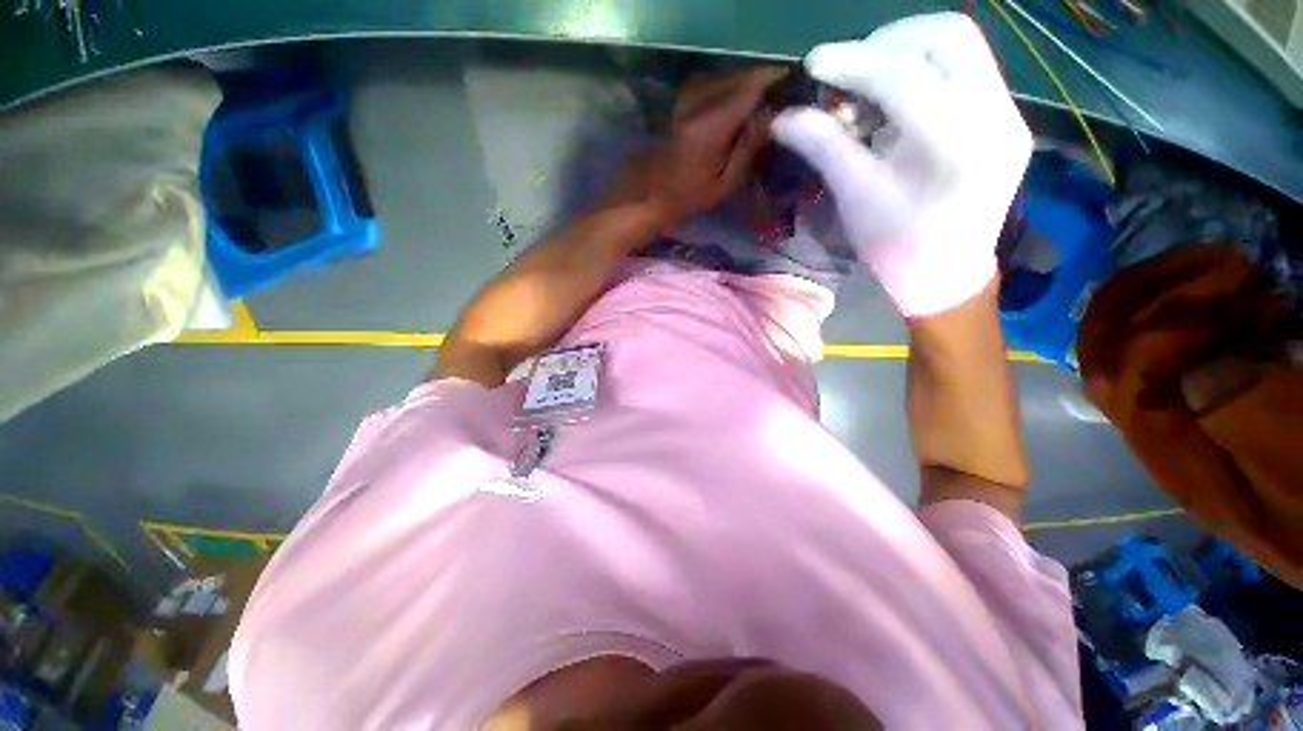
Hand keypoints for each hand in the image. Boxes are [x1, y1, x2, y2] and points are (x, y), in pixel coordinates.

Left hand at [611, 67, 787, 230]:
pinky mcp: (677, 104)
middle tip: (774, 104)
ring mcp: (683, 100)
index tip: (789, 93)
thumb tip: (771, 117)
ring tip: (755, 110)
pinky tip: (730, 111)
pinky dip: (725, 92)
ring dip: (741, 88)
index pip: (751, 88)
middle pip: (738, 78)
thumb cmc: (686, 199)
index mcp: (711, 125)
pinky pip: (708, 86)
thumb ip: (748, 149)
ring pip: (722, 79)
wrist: (645, 197)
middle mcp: (697, 102)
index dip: (774, 84)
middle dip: (760, 85)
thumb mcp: (723, 184)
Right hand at [771, 13, 1032, 316]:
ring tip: (870, 89)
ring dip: (906, 53)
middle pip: (947, 36)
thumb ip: (823, 147)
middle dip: (888, 42)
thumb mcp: (855, 197)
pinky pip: (967, 71)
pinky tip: (898, 105)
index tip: (815, 64)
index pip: (905, 76)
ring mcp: (1009, 115)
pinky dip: (925, 72)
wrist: (945, 276)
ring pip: (961, 46)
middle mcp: (995, 116)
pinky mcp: (1008, 119)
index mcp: (954, 145)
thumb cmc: (895, 245)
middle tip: (849, 73)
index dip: (854, 62)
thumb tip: (783, 119)